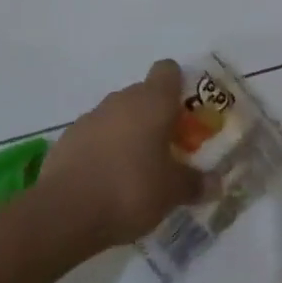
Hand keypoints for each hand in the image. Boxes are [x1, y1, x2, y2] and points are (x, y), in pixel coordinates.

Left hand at [39, 60, 205, 250]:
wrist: (64, 212)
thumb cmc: (130, 189)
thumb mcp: (172, 192)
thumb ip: (195, 184)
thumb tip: (216, 184)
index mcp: (152, 101)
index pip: (168, 70)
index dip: (178, 86)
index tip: (185, 114)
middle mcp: (122, 99)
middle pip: (144, 94)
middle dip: (155, 117)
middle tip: (166, 150)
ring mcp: (91, 116)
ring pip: (118, 115)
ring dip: (128, 133)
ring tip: (135, 170)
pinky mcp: (68, 138)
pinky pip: (95, 135)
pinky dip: (103, 150)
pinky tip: (105, 181)